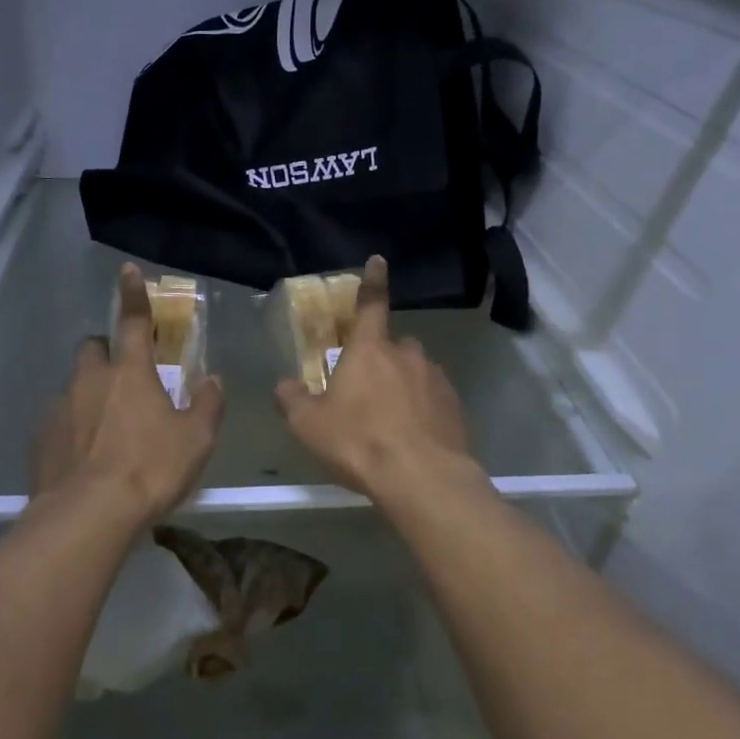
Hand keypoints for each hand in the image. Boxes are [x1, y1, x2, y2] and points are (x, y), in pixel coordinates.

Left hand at [30, 264, 223, 524]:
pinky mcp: (40, 439)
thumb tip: (212, 380)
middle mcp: (90, 380)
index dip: (133, 294)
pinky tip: (85, 457)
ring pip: (74, 386)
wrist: (87, 516)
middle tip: (125, 379)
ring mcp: (60, 408)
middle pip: (93, 348)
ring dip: (90, 394)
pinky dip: (73, 428)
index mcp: (130, 373)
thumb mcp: (196, 440)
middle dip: (107, 353)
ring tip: (107, 430)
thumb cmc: (150, 470)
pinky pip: (59, 421)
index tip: (127, 270)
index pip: (133, 321)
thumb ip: (207, 404)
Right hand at [275, 256, 479, 501]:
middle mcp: (407, 355)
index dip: (373, 281)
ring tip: (389, 423)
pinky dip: (423, 411)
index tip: (379, 260)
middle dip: (381, 360)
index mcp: (370, 349)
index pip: (371, 304)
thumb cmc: (359, 441)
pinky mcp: (455, 406)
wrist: (421, 478)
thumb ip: (292, 399)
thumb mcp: (308, 424)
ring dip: (403, 387)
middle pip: (392, 346)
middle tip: (365, 393)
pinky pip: (433, 399)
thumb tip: (284, 386)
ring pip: (415, 373)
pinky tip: (412, 439)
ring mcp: (436, 379)